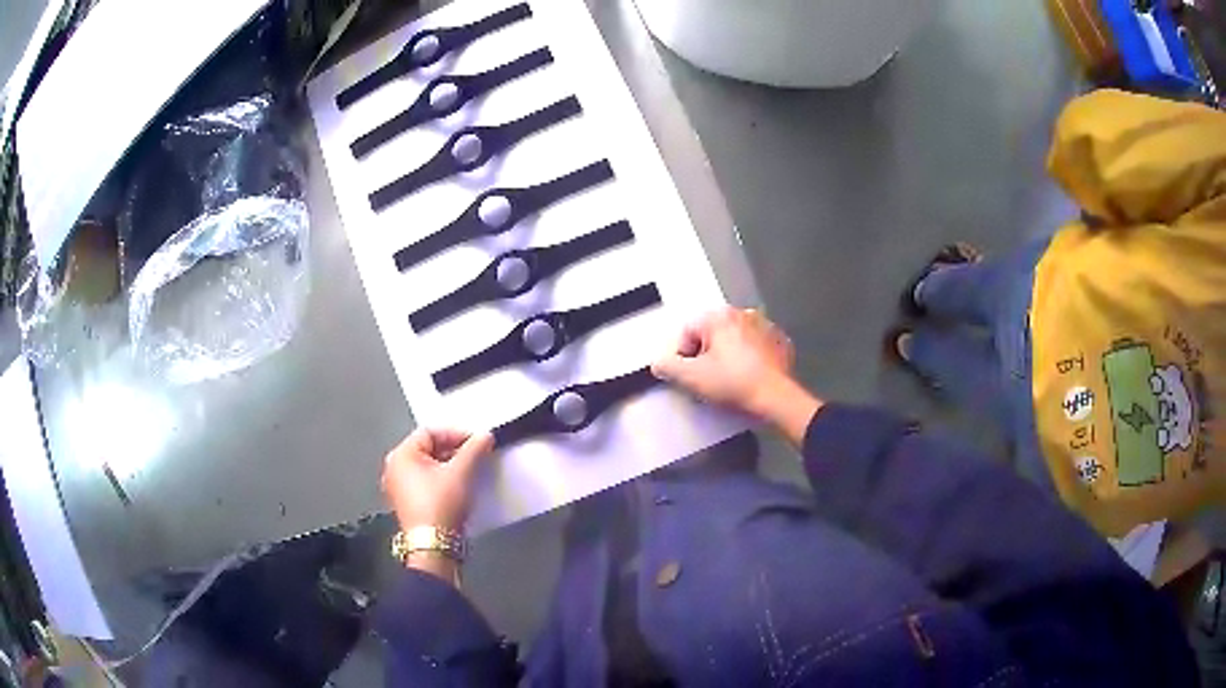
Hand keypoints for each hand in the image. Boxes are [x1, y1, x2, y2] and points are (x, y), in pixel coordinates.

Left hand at [382, 429, 493, 531]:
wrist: (433, 546)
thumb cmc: (440, 505)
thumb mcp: (461, 472)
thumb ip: (474, 449)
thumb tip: (485, 436)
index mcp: (401, 455)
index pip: (431, 432)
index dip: (457, 434)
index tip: (478, 443)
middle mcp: (394, 468)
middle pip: (428, 449)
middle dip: (455, 451)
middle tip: (476, 457)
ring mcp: (398, 488)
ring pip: (428, 467)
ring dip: (450, 467)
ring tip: (470, 473)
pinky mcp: (407, 505)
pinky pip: (426, 483)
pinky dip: (442, 481)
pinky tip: (458, 489)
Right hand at [652, 308, 820, 444]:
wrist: (776, 399)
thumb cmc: (734, 384)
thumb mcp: (691, 378)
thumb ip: (667, 366)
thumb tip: (659, 363)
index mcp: (718, 316)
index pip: (686, 332)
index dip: (683, 357)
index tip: (690, 376)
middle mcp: (742, 313)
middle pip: (710, 334)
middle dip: (706, 355)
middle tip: (709, 380)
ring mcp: (764, 326)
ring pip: (734, 340)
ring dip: (728, 356)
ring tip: (730, 381)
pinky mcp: (779, 342)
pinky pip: (755, 348)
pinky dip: (749, 359)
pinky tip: (748, 377)